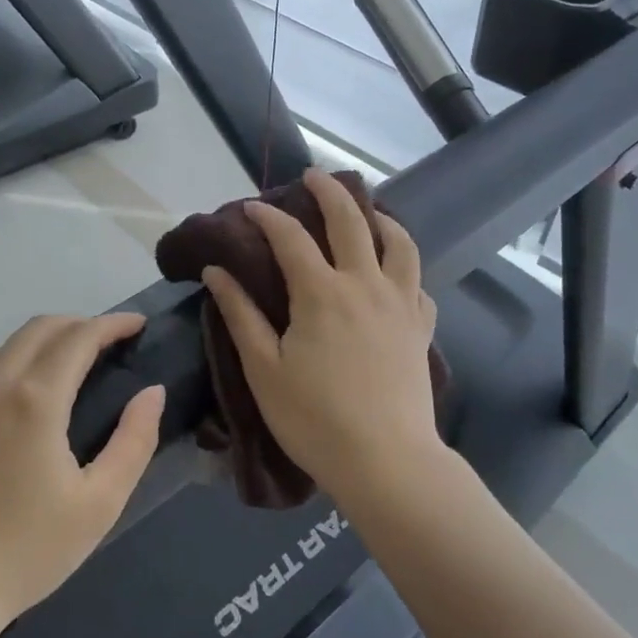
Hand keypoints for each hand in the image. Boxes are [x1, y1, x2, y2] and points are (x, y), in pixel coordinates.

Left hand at [0, 314, 162, 635]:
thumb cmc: (26, 552)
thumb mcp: (99, 503)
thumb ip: (134, 440)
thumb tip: (153, 392)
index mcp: (35, 400)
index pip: (79, 337)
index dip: (112, 323)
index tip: (137, 324)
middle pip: (40, 327)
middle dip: (80, 324)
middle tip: (109, 343)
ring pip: (7, 345)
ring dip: (45, 341)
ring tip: (71, 366)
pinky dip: (13, 363)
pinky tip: (24, 396)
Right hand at [202, 169, 441, 506]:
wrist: (386, 461)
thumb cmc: (315, 419)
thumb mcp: (263, 369)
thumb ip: (240, 314)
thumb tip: (216, 270)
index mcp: (321, 292)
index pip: (290, 237)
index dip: (267, 216)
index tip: (250, 206)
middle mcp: (365, 284)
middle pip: (351, 220)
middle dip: (329, 191)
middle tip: (313, 176)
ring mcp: (400, 303)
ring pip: (398, 242)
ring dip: (380, 217)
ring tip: (366, 209)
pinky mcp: (421, 327)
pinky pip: (418, 282)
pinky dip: (404, 265)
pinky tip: (394, 271)